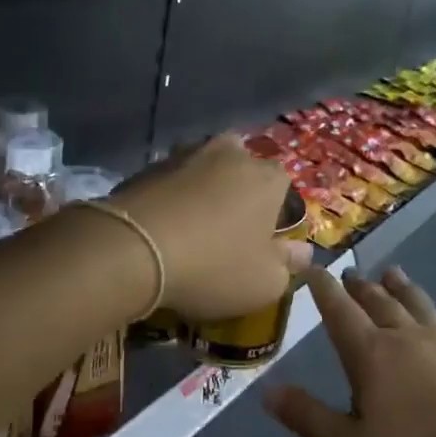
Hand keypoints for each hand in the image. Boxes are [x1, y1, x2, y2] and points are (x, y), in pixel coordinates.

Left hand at [111, 134, 312, 320]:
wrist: (133, 250)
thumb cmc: (213, 266)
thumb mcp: (264, 283)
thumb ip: (288, 265)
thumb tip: (302, 252)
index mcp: (267, 177)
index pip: (282, 186)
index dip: (273, 214)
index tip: (259, 242)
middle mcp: (229, 153)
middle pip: (241, 169)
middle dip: (237, 192)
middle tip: (224, 231)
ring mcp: (184, 154)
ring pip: (202, 170)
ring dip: (200, 191)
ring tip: (189, 227)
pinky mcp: (146, 166)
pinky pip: (168, 182)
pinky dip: (169, 198)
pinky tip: (160, 227)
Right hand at [263, 266, 435, 436]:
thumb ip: (309, 418)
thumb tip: (267, 392)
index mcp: (369, 353)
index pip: (339, 310)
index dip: (323, 288)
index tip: (312, 267)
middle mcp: (402, 337)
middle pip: (377, 301)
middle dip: (359, 286)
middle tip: (349, 273)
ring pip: (414, 304)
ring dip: (399, 287)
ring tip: (391, 273)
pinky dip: (431, 314)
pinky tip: (435, 319)